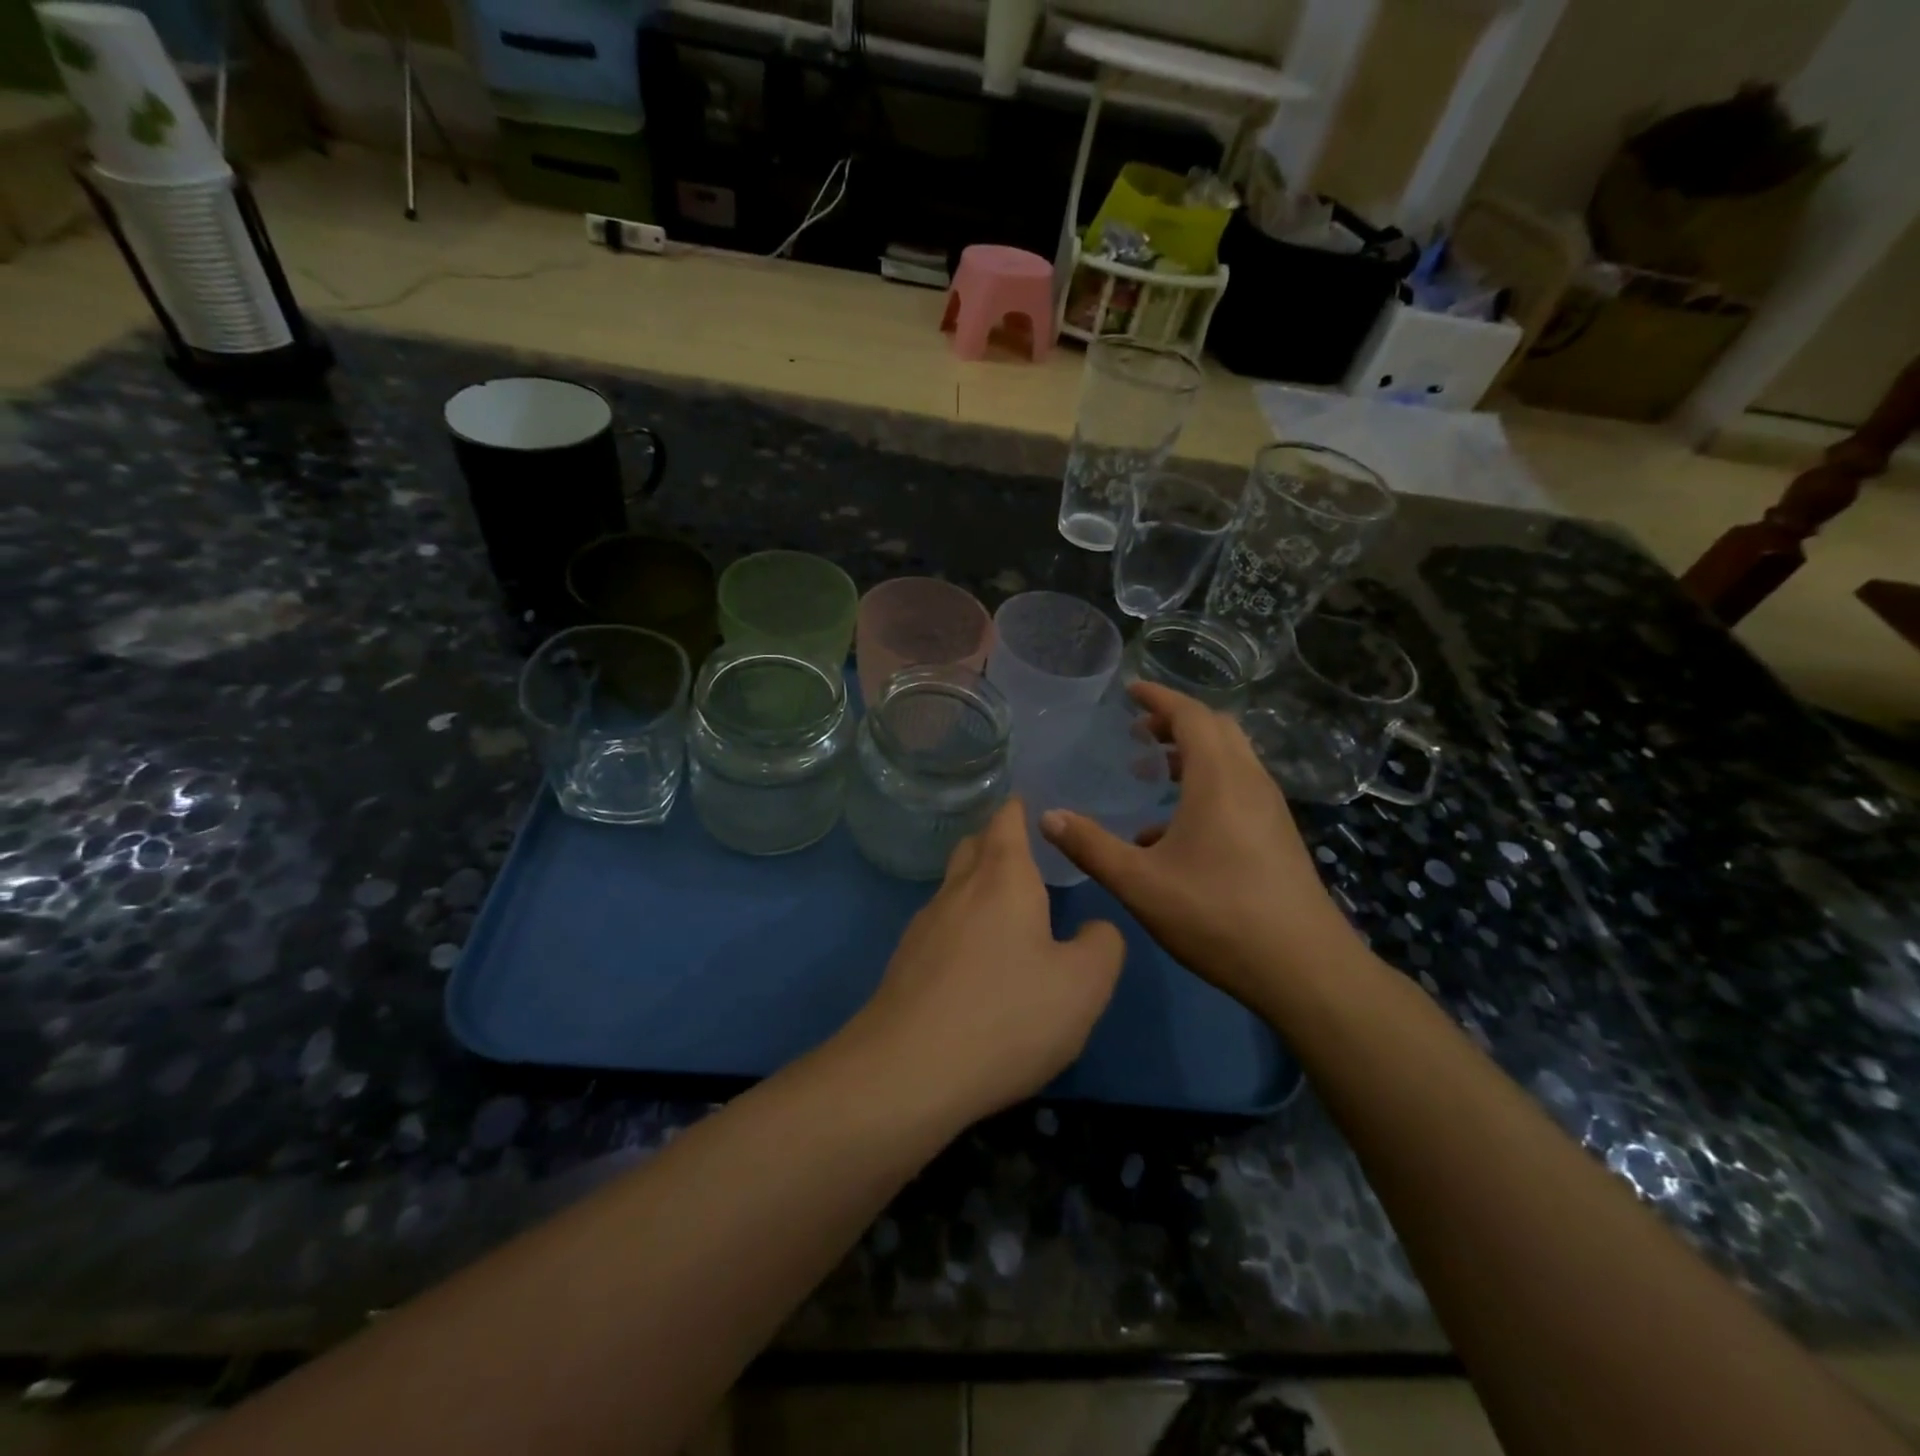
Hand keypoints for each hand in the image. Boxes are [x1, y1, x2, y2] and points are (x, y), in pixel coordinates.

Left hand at [847, 798, 1123, 1125]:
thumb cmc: (1007, 1015)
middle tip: (1027, 853)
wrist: (908, 1071)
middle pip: (974, 846)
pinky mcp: (905, 963)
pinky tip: (977, 960)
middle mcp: (958, 890)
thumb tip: (1093, 929)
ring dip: (978, 885)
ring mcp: (924, 925)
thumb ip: (1102, 945)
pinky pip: (941, 926)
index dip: (1019, 807)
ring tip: (1008, 907)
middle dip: (997, 841)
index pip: (1006, 820)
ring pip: (954, 887)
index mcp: (1002, 878)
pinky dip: (962, 925)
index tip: (1032, 802)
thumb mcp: (1084, 985)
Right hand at [1039, 682, 1364, 1013]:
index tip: (1129, 690)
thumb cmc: (1217, 916)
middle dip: (1176, 721)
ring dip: (1192, 753)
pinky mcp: (1277, 834)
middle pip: (1216, 729)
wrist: (1304, 969)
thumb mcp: (1140, 883)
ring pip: (1231, 758)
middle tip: (1138, 730)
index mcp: (1219, 779)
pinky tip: (1174, 829)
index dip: (1158, 698)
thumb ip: (1090, 846)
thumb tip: (1048, 817)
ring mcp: (1269, 808)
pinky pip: (1239, 786)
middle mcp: (1249, 782)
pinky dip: (1206, 783)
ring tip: (1152, 771)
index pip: (1190, 715)